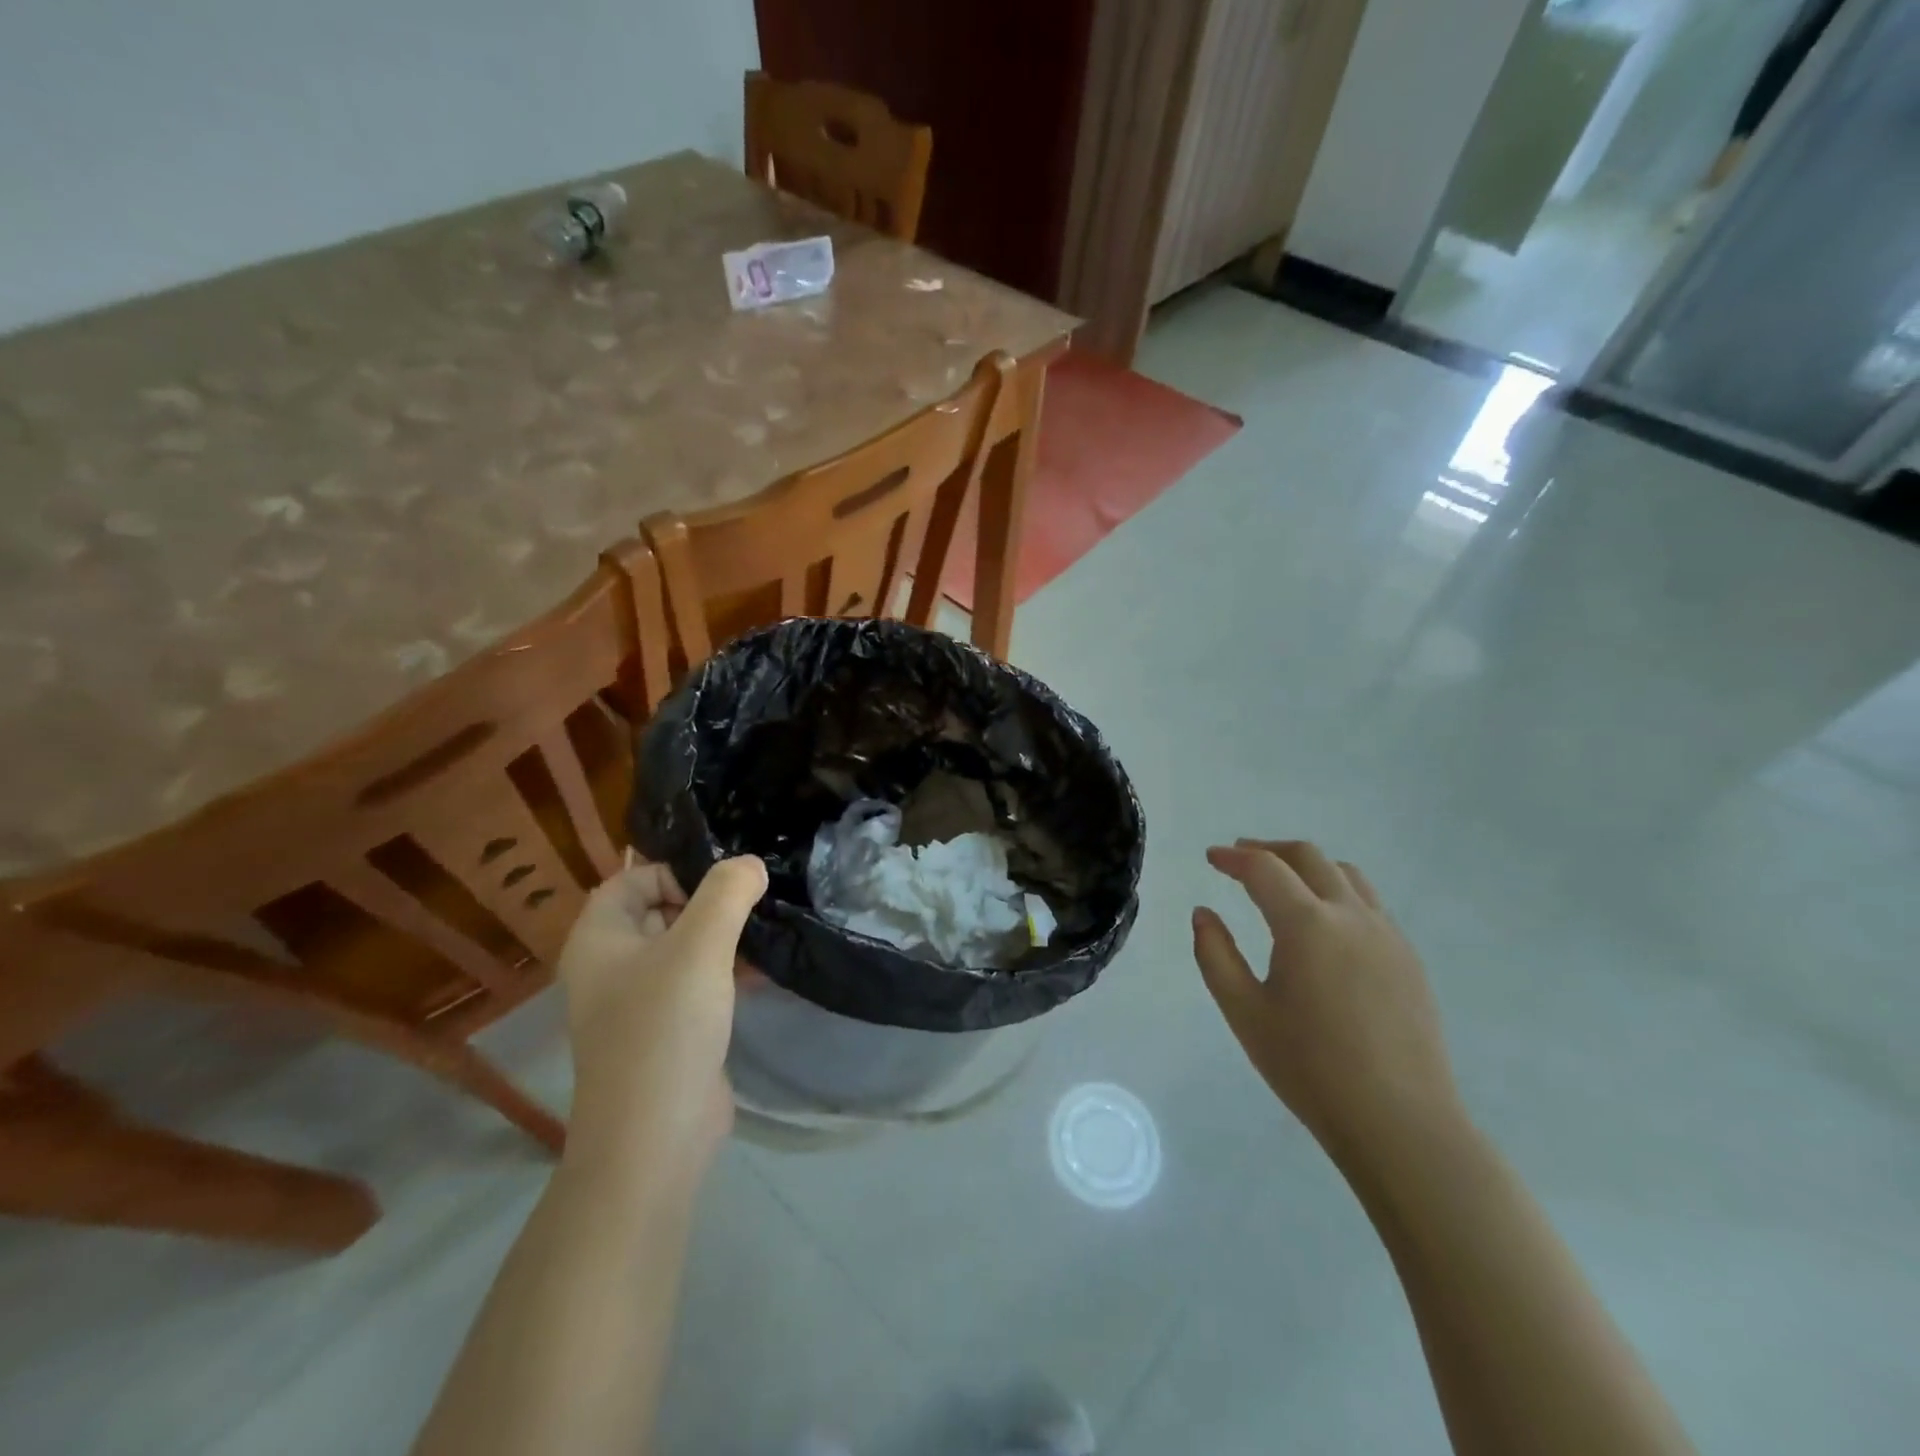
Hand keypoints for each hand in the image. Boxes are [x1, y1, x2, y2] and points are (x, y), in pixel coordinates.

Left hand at [555, 855, 767, 1180]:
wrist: (654, 1140)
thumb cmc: (665, 1028)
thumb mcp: (700, 947)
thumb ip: (727, 893)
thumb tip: (750, 863)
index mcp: (599, 939)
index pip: (631, 879)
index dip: (675, 872)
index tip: (723, 886)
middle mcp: (609, 967)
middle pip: (658, 910)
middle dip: (707, 903)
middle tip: (751, 906)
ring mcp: (636, 1002)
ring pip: (682, 948)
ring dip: (722, 937)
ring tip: (765, 935)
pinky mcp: (666, 1031)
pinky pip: (694, 983)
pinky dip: (724, 971)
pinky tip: (762, 973)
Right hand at [1193, 840, 1463, 1169]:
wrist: (1400, 1122)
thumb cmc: (1309, 1067)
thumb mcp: (1244, 1012)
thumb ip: (1215, 955)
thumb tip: (1203, 914)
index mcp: (1308, 924)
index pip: (1264, 868)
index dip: (1233, 858)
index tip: (1211, 857)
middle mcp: (1351, 916)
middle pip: (1309, 857)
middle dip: (1270, 850)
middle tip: (1241, 857)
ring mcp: (1388, 935)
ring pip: (1346, 875)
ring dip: (1308, 866)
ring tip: (1283, 882)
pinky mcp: (1409, 959)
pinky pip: (1369, 904)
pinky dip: (1337, 892)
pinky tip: (1324, 924)